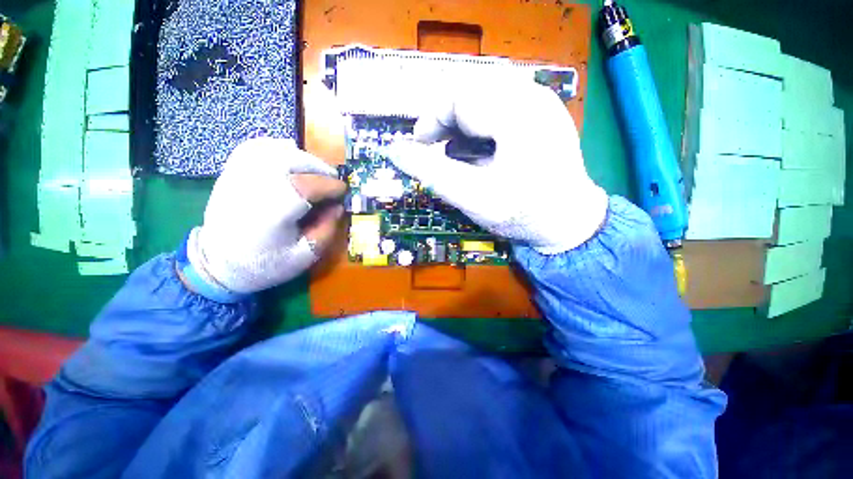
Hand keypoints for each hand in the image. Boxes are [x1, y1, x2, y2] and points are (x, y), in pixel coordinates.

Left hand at [186, 138, 345, 296]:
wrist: (217, 265)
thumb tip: (338, 207)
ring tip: (315, 173)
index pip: (310, 185)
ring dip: (303, 159)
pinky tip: (289, 156)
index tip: (344, 192)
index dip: (332, 187)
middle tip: (333, 183)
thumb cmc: (264, 264)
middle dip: (320, 169)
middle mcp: (255, 185)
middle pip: (295, 161)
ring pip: (276, 150)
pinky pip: (255, 148)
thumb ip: (327, 229)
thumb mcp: (305, 256)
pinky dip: (277, 148)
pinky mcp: (231, 173)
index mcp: (275, 209)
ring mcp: (240, 175)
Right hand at [389, 80, 607, 253]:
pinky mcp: (543, 113)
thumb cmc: (521, 214)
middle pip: (471, 91)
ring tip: (456, 147)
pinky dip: (481, 121)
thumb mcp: (471, 197)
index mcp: (517, 114)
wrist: (568, 222)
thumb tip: (395, 150)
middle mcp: (533, 96)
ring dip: (463, 119)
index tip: (420, 144)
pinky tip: (480, 145)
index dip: (431, 119)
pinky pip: (501, 102)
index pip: (459, 96)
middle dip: (447, 118)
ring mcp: (542, 102)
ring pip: (485, 95)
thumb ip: (431, 173)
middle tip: (436, 146)